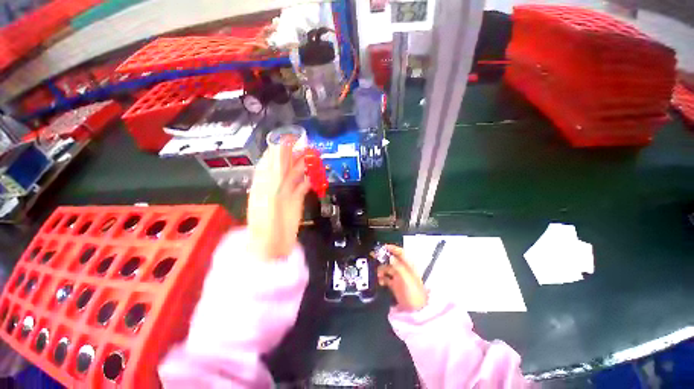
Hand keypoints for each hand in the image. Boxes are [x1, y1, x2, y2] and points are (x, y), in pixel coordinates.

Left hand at [247, 143, 310, 261]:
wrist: (272, 245)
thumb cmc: (266, 222)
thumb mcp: (267, 196)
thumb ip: (274, 172)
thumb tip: (279, 151)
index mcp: (265, 182)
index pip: (272, 159)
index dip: (281, 148)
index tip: (292, 138)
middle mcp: (276, 184)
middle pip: (286, 165)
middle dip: (296, 154)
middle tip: (308, 145)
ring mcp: (287, 192)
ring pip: (296, 174)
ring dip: (304, 165)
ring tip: (314, 157)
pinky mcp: (296, 200)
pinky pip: (303, 186)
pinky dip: (308, 180)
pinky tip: (314, 175)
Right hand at [377, 245, 427, 310]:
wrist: (416, 312)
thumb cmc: (414, 294)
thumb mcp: (407, 279)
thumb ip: (399, 267)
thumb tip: (391, 257)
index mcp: (409, 267)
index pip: (401, 253)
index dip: (393, 248)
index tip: (383, 247)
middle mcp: (403, 270)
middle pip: (392, 260)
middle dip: (383, 257)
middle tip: (373, 255)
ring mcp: (399, 278)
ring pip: (387, 268)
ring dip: (381, 269)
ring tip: (377, 273)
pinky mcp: (395, 285)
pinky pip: (386, 278)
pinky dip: (382, 278)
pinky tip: (379, 281)